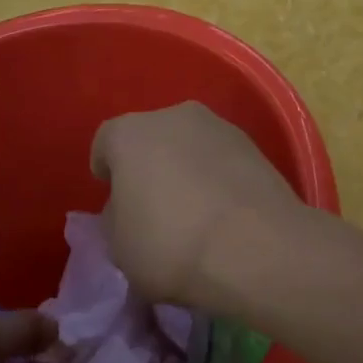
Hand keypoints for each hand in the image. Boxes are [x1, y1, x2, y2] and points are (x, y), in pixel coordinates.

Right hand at [91, 102, 306, 308]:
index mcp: (130, 133)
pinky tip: (222, 211)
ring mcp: (218, 126)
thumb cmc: (170, 245)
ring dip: (186, 167)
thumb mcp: (119, 246)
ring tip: (193, 209)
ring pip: (189, 144)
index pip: (106, 142)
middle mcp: (173, 116)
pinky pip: (221, 159)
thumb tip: (129, 207)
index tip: (112, 195)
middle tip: (152, 204)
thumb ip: (116, 217)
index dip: (106, 169)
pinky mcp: (254, 145)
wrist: (256, 247)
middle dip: (149, 164)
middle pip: (151, 137)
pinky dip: (217, 176)